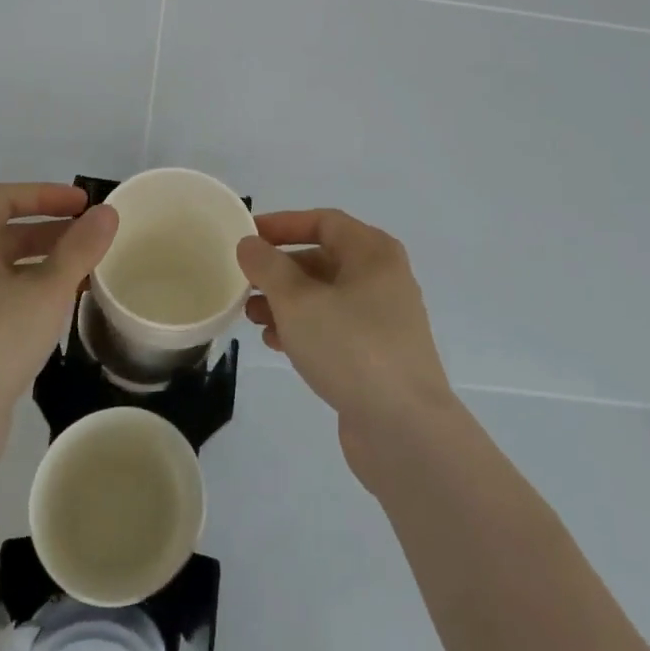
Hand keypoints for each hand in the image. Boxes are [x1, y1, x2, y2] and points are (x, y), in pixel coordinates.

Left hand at [0, 183, 117, 463]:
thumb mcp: (47, 290)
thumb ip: (80, 249)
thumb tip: (107, 213)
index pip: (2, 198)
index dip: (44, 194)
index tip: (82, 204)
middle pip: (1, 233)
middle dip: (48, 231)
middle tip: (88, 238)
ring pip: (0, 270)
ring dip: (41, 264)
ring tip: (81, 275)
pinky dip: (27, 293)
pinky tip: (56, 313)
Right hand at [236, 209, 455, 476]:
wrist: (404, 429)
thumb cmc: (351, 347)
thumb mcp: (298, 300)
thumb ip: (268, 266)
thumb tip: (250, 244)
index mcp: (373, 252)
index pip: (323, 221)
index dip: (282, 224)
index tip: (247, 237)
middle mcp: (383, 278)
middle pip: (323, 259)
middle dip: (280, 269)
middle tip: (245, 283)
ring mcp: (383, 319)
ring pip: (325, 296)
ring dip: (286, 302)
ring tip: (251, 317)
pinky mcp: (377, 355)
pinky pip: (334, 327)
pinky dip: (304, 328)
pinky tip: (276, 344)